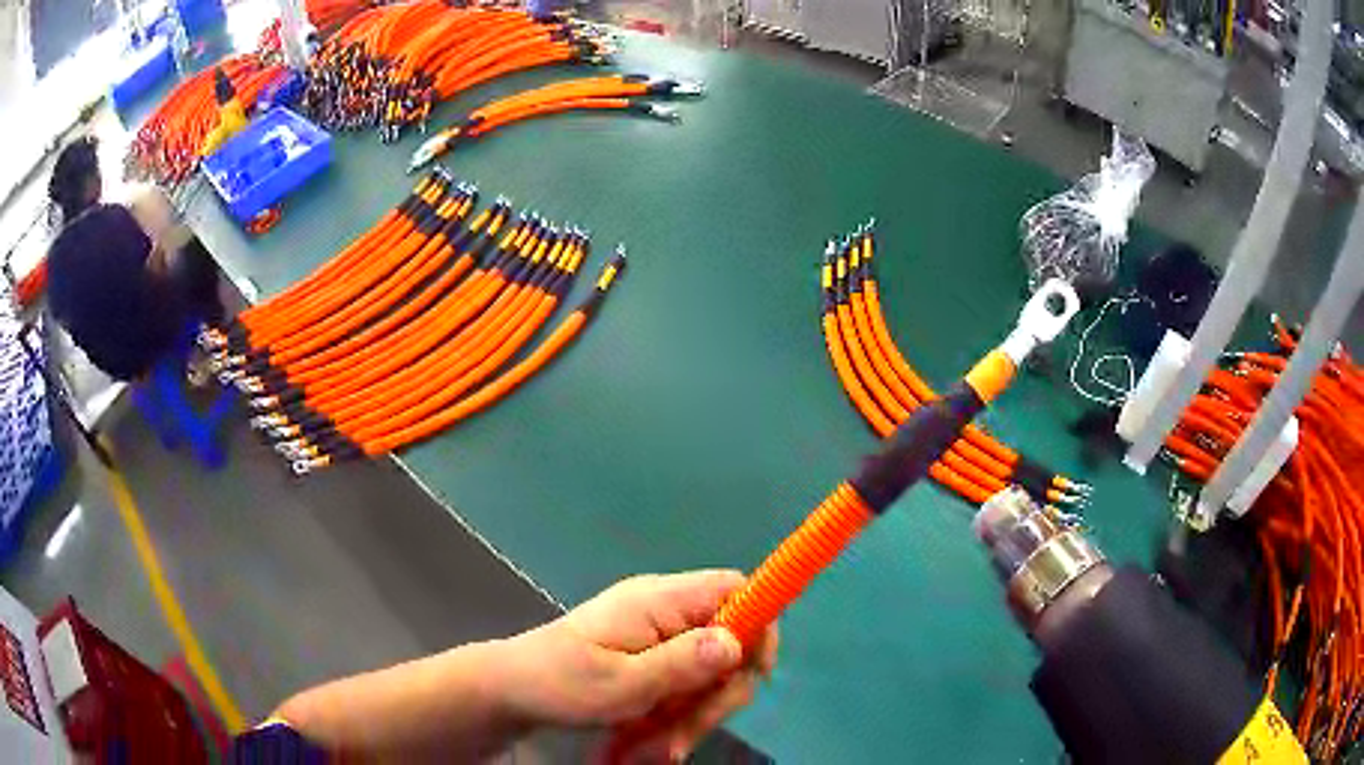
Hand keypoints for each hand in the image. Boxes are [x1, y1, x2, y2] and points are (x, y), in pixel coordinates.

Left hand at [500, 570, 777, 759]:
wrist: (509, 691)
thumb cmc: (558, 682)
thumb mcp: (621, 683)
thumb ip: (682, 663)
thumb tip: (738, 641)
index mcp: (659, 601)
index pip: (734, 588)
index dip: (758, 624)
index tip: (751, 674)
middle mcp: (663, 613)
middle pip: (727, 644)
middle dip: (713, 697)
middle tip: (683, 736)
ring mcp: (656, 638)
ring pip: (705, 676)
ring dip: (690, 718)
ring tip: (656, 749)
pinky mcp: (647, 661)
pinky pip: (682, 688)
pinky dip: (673, 718)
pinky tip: (651, 743)